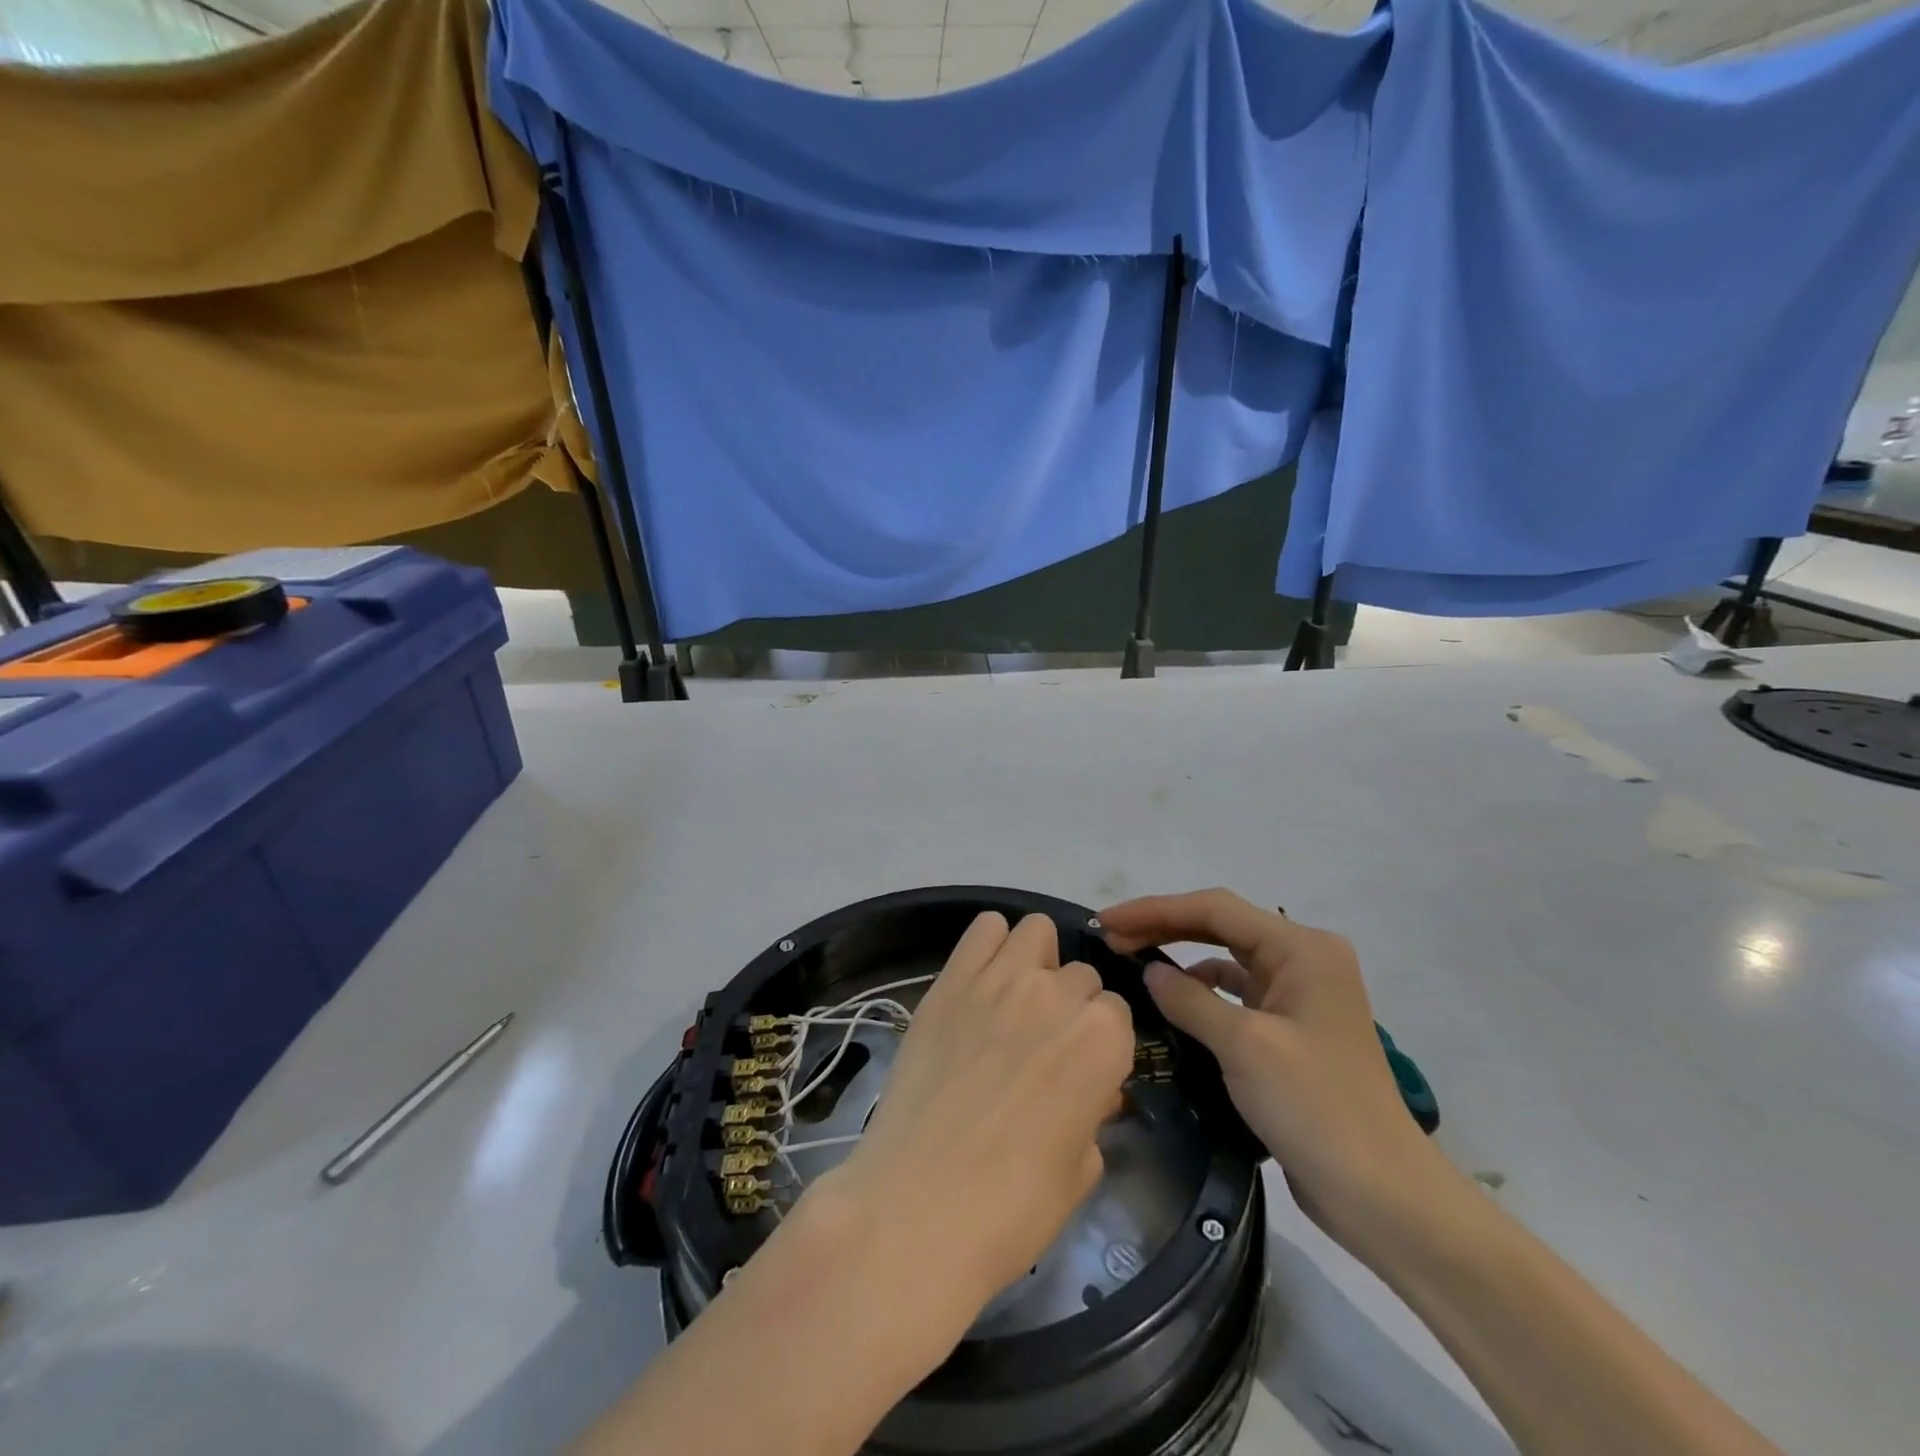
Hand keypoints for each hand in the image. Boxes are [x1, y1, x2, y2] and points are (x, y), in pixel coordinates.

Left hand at [823, 911, 1135, 1310]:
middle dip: (1070, 1005)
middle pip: (1079, 975)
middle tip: (1042, 1046)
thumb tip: (1089, 1094)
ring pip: (1035, 931)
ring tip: (1016, 1000)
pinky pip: (983, 929)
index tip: (1082, 1070)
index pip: (1116, 1013)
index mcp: (1103, 1039)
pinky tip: (981, 980)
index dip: (1100, 1044)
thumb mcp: (1080, 1169)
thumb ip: (1093, 1114)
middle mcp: (1058, 994)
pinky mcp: (950, 979)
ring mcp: (1000, 979)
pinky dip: (990, 944)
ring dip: (1036, 960)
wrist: (919, 1205)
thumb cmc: (1013, 1207)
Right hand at [1099, 890, 1442, 1251]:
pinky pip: (1237, 993)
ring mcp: (1301, 995)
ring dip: (1180, 956)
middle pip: (1220, 926)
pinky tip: (1173, 1002)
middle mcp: (1304, 959)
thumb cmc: (1314, 1106)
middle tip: (1111, 937)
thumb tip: (1149, 972)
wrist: (1381, 1194)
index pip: (1215, 909)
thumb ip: (1189, 999)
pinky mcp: (1293, 1029)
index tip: (1107, 921)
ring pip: (1227, 957)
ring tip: (1132, 964)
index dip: (1155, 910)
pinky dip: (1202, 991)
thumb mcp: (1243, 1045)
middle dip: (1164, 927)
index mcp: (1301, 949)